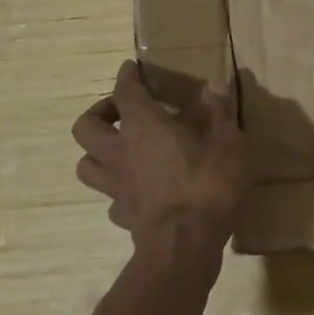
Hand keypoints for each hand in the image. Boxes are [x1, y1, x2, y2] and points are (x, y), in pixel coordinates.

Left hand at [72, 61, 248, 267]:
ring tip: (120, 148)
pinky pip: (109, 197)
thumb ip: (219, 110)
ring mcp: (116, 187)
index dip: (126, 77)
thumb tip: (214, 83)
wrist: (185, 246)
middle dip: (99, 113)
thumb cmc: (208, 184)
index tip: (130, 67)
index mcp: (144, 126)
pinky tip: (137, 188)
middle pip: (85, 127)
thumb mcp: (228, 141)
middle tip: (122, 111)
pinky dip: (118, 189)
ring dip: (96, 152)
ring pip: (85, 164)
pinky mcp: (122, 216)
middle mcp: (120, 152)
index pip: (124, 92)